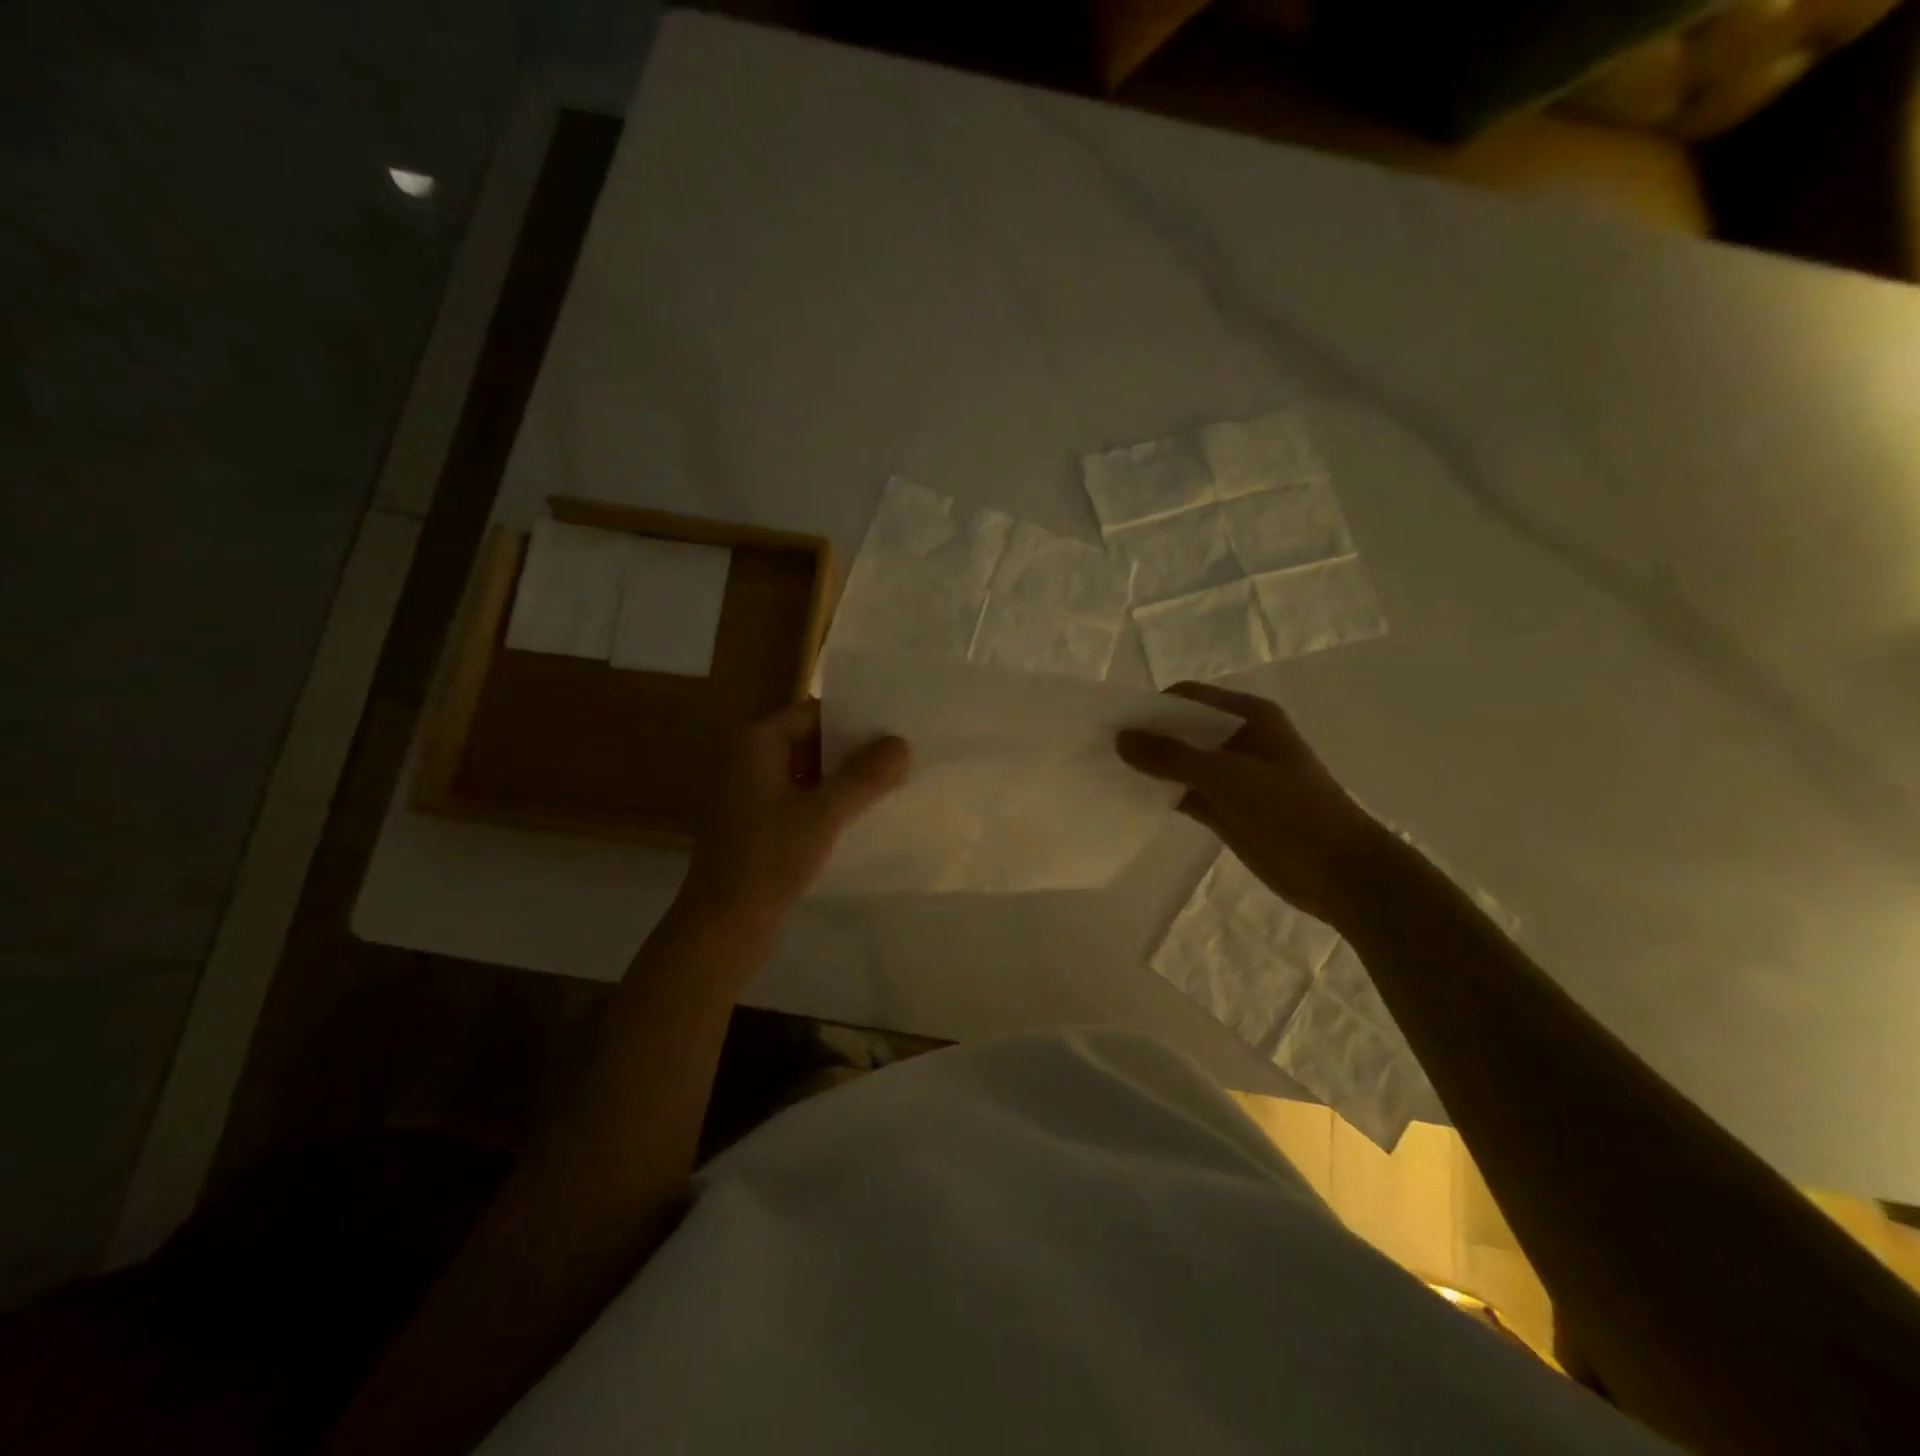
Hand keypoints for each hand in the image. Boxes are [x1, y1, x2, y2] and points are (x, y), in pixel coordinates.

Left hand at [681, 699, 909, 933]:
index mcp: (755, 742)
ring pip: (809, 772)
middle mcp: (749, 759)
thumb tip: (902, 743)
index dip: (854, 720)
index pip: (814, 713)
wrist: (723, 927)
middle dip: (854, 750)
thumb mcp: (823, 814)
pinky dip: (829, 802)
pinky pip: (801, 798)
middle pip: (812, 740)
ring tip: (892, 783)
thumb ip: (864, 776)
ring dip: (844, 778)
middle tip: (903, 757)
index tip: (895, 730)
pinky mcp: (758, 824)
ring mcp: (752, 793)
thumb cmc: (768, 860)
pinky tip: (863, 814)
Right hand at [1116, 682, 1392, 927]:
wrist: (1338, 871)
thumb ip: (1171, 757)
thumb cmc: (1289, 810)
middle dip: (1147, 737)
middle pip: (1183, 729)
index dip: (1152, 706)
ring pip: (1182, 763)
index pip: (1189, 697)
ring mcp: (1234, 776)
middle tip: (1102, 748)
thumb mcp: (1227, 777)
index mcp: (1250, 716)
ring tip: (1107, 773)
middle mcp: (1239, 739)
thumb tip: (1120, 738)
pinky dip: (1162, 794)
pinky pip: (1187, 793)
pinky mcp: (1228, 808)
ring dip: (1152, 767)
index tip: (1114, 722)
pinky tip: (1131, 800)